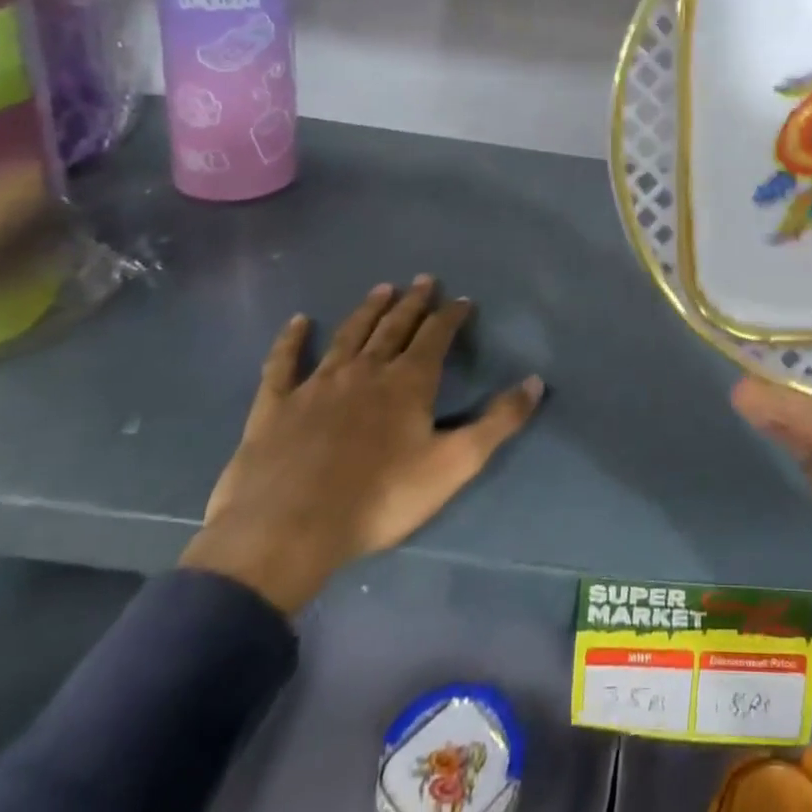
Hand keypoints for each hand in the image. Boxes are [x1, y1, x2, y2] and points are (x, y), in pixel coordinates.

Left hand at [182, 276, 543, 614]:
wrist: (287, 531)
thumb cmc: (379, 498)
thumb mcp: (454, 464)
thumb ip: (498, 422)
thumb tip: (536, 381)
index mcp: (408, 381)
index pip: (436, 335)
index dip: (451, 315)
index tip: (462, 299)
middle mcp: (365, 370)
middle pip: (394, 326)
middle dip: (413, 302)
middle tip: (423, 279)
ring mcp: (317, 384)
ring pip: (348, 335)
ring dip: (367, 310)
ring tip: (382, 289)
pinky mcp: (275, 406)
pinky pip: (283, 364)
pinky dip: (291, 341)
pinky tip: (298, 322)